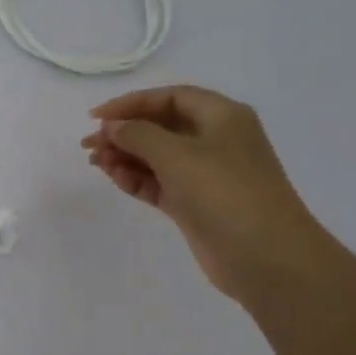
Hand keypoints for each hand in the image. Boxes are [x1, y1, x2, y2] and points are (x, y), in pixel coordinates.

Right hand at [81, 85, 337, 299]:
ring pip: (157, 157)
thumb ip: (137, 134)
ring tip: (96, 164)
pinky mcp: (196, 204)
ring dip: (126, 157)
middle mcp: (216, 140)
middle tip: (89, 145)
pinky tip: (114, 179)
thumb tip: (112, 127)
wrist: (266, 256)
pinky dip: (137, 179)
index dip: (131, 103)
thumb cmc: (224, 191)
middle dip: (124, 133)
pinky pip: (160, 183)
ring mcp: (206, 175)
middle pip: (161, 126)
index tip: (96, 117)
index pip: (170, 98)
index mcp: (221, 116)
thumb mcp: (176, 154)